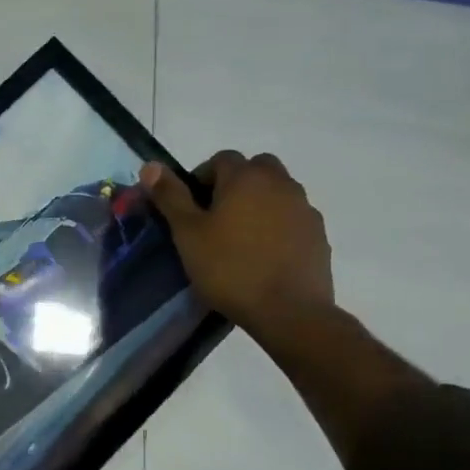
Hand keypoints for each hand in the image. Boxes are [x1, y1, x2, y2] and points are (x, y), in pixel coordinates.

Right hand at [139, 153, 333, 333]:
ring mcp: (304, 208)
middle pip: (255, 169)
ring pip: (276, 192)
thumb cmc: (229, 268)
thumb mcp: (187, 233)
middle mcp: (281, 183)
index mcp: (246, 178)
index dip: (201, 177)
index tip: (190, 207)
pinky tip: (262, 255)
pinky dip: (276, 225)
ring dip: (257, 203)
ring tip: (238, 238)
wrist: (288, 311)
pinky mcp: (318, 234)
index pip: (221, 159)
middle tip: (215, 217)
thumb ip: (170, 196)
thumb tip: (151, 166)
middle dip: (234, 184)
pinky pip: (291, 217)